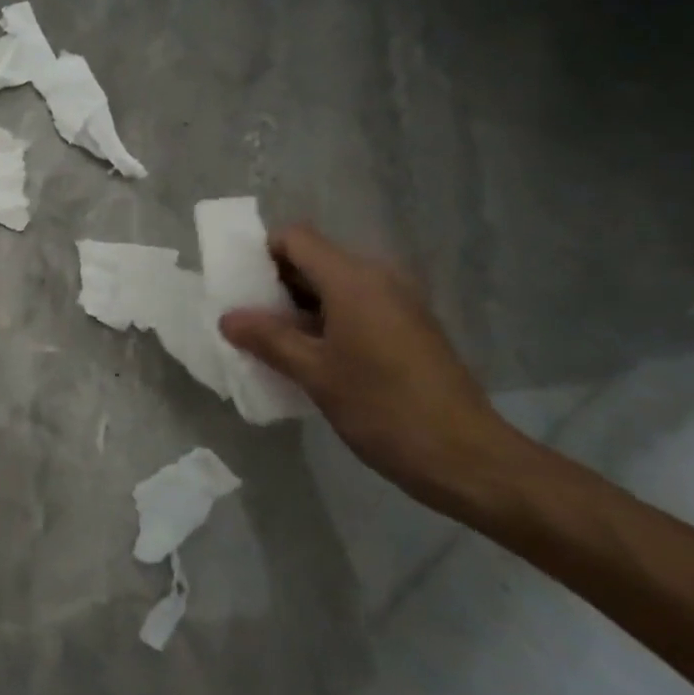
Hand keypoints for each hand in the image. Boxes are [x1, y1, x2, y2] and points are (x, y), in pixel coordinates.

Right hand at [219, 224, 512, 512]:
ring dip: (299, 307)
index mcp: (353, 279)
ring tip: (271, 343)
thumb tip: (228, 317)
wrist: (465, 456)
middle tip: (246, 320)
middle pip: (314, 259)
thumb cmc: (383, 408)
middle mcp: (378, 278)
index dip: (262, 255)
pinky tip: (309, 358)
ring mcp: (397, 302)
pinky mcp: (408, 327)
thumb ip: (268, 339)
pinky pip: (355, 306)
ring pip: (333, 286)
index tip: (239, 290)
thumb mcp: (315, 374)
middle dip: (276, 284)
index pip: (295, 238)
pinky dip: (325, 321)